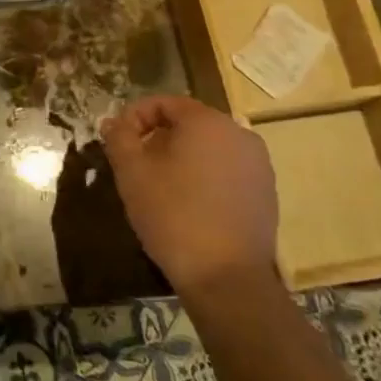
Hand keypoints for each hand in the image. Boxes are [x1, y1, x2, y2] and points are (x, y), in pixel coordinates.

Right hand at [101, 95, 279, 295]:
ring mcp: (258, 164)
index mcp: (207, 122)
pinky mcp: (266, 192)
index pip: (165, 102)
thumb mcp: (132, 173)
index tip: (118, 141)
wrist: (227, 278)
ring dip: (182, 158)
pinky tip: (189, 206)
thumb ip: (119, 138)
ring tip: (160, 187)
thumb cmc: (173, 215)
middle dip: (158, 138)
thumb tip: (114, 122)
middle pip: (189, 123)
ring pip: (210, 148)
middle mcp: (239, 133)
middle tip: (135, 165)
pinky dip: (205, 177)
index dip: (135, 117)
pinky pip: (227, 171)